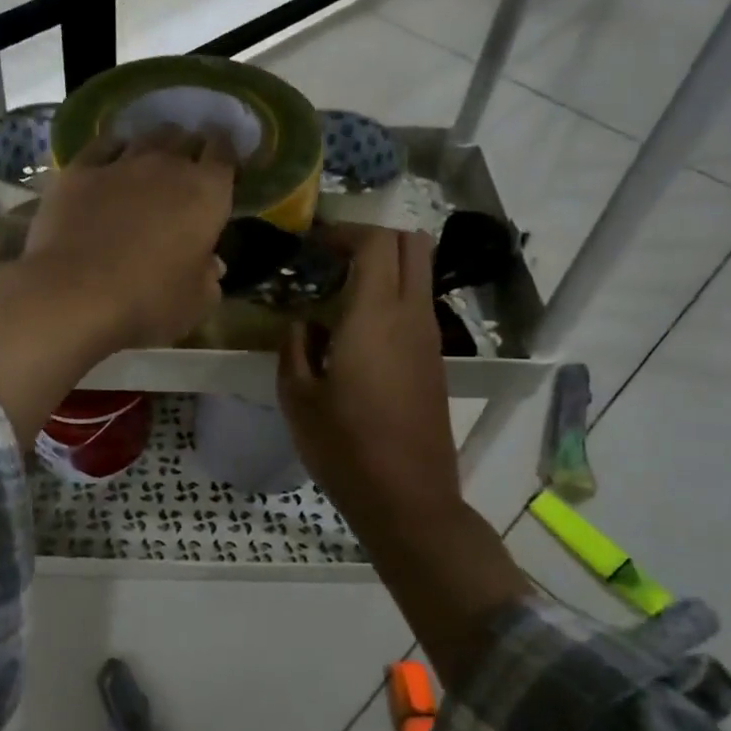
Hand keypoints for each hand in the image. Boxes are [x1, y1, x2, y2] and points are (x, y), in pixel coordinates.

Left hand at [23, 126, 236, 352]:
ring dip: (152, 145)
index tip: (222, 164)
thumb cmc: (148, 303)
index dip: (226, 152)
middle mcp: (167, 166)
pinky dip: (111, 150)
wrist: (74, 295)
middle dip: (189, 148)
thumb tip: (211, 265)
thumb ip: (208, 278)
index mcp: (206, 193)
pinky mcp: (78, 171)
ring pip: (144, 136)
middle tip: (186, 166)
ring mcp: (120, 164)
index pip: (225, 152)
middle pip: (184, 138)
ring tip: (150, 160)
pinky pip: (101, 146)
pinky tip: (109, 161)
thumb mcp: (196, 303)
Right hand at [278, 225, 525, 683]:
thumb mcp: (297, 396)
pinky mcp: (434, 361)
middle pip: (411, 244)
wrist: (408, 499)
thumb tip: (305, 323)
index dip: (344, 231)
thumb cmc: (345, 447)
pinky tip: (353, 330)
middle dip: (371, 237)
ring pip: (417, 274)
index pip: (376, 242)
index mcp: (375, 316)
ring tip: (335, 293)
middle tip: (331, 257)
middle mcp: (411, 315)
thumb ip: (295, 346)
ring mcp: (429, 338)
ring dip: (382, 268)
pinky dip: (389, 297)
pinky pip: (416, 306)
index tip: (312, 244)